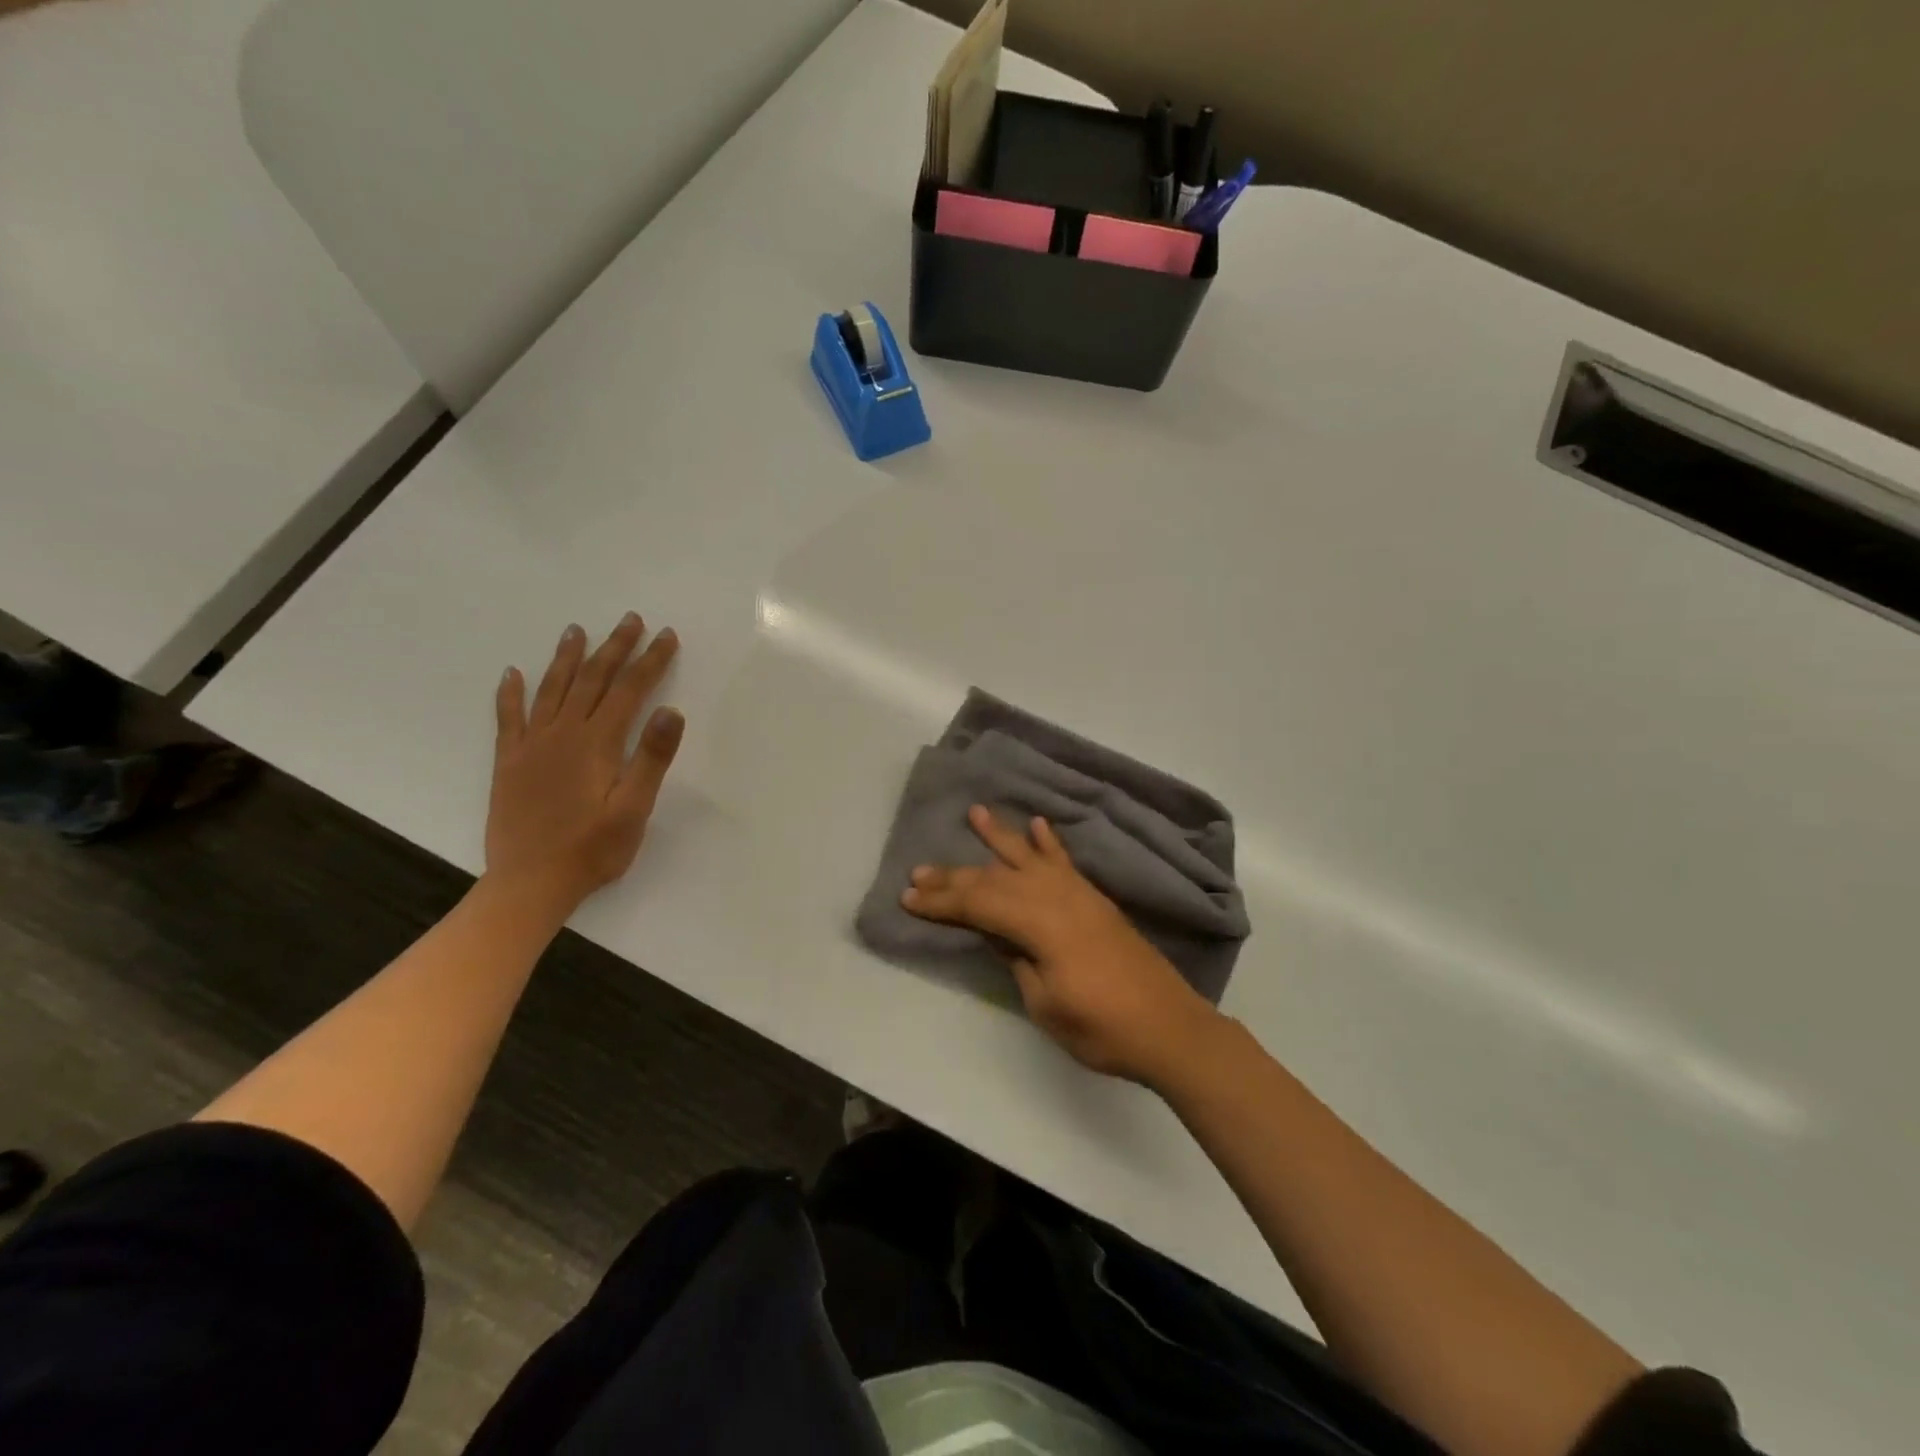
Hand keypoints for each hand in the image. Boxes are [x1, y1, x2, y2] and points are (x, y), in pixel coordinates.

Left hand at [487, 613, 683, 916]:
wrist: (529, 882)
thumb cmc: (592, 849)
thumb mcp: (634, 809)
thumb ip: (651, 759)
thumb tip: (670, 711)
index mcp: (598, 743)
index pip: (630, 690)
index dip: (650, 661)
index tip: (666, 636)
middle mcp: (563, 733)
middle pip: (593, 679)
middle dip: (615, 647)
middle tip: (630, 619)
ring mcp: (532, 745)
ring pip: (552, 689)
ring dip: (567, 658)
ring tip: (577, 630)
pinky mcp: (510, 761)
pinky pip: (509, 717)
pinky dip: (511, 693)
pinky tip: (512, 674)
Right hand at [901, 805, 1225, 1086]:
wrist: (1169, 1028)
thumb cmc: (1103, 1028)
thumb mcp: (1045, 1004)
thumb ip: (1017, 959)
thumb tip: (996, 932)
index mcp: (1041, 924)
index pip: (979, 904)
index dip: (942, 902)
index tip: (908, 898)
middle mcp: (1058, 897)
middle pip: (997, 879)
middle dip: (956, 876)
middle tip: (919, 871)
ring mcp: (1080, 894)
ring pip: (1028, 860)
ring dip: (999, 838)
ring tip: (975, 813)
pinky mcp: (1096, 900)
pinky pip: (1066, 862)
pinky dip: (1049, 843)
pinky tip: (1038, 824)